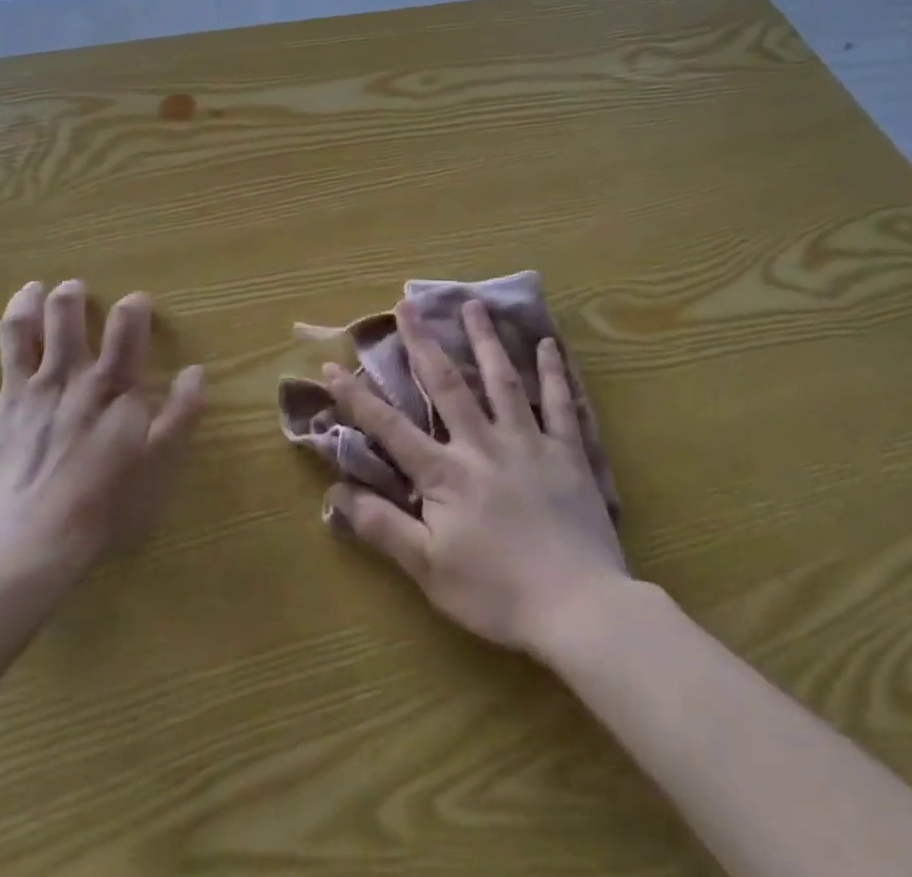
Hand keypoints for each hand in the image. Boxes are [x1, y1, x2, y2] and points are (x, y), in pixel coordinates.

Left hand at [0, 279, 205, 586]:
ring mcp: (18, 393)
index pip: (126, 326)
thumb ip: (182, 413)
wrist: (29, 545)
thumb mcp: (161, 461)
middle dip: (70, 295)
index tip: (138, 302)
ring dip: (23, 306)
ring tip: (29, 290)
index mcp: (109, 384)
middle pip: (63, 316)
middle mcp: (63, 375)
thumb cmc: (105, 504)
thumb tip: (196, 371)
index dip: (134, 307)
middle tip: (73, 288)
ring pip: (17, 334)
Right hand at [321, 299, 630, 660]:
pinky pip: (561, 403)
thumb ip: (382, 527)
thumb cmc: (497, 593)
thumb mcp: (428, 570)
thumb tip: (336, 494)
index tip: (331, 366)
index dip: (357, 397)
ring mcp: (528, 442)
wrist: (580, 608)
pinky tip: (548, 344)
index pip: (390, 428)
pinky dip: (554, 372)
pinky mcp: (567, 452)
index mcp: (445, 473)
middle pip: (446, 384)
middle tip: (407, 304)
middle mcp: (482, 444)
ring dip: (485, 340)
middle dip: (422, 343)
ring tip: (473, 304)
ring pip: (502, 380)